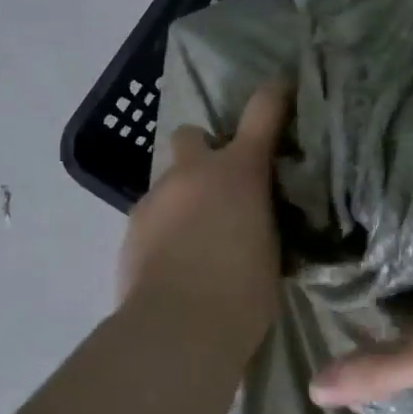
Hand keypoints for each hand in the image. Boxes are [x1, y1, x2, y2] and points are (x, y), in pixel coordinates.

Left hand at [119, 80, 290, 363]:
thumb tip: (258, 216)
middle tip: (219, 187)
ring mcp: (154, 199)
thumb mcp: (271, 248)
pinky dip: (165, 228)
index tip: (282, 84)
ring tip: (197, 239)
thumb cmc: (243, 291)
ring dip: (184, 197)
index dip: (275, 94)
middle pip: (190, 135)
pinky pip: (153, 216)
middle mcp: (192, 173)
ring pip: (169, 182)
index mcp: (238, 172)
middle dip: (203, 152)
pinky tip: (175, 262)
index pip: (263, 112)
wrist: (178, 329)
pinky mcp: (129, 230)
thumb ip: (264, 218)